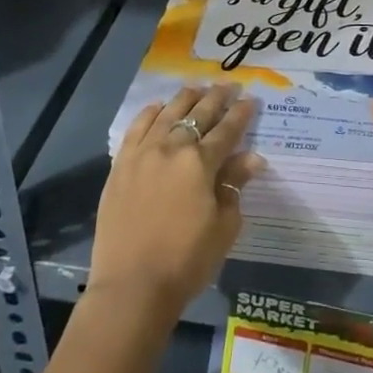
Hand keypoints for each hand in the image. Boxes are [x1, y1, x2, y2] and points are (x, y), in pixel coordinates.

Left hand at [89, 85, 265, 320]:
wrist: (132, 287)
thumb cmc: (186, 261)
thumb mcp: (223, 227)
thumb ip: (235, 186)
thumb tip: (252, 158)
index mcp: (200, 163)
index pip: (227, 130)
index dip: (241, 114)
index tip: (251, 99)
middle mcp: (171, 148)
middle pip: (198, 114)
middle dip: (217, 97)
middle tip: (229, 85)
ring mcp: (142, 154)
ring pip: (167, 113)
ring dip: (185, 98)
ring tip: (197, 88)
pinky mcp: (121, 165)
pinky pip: (137, 128)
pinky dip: (150, 113)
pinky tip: (158, 106)